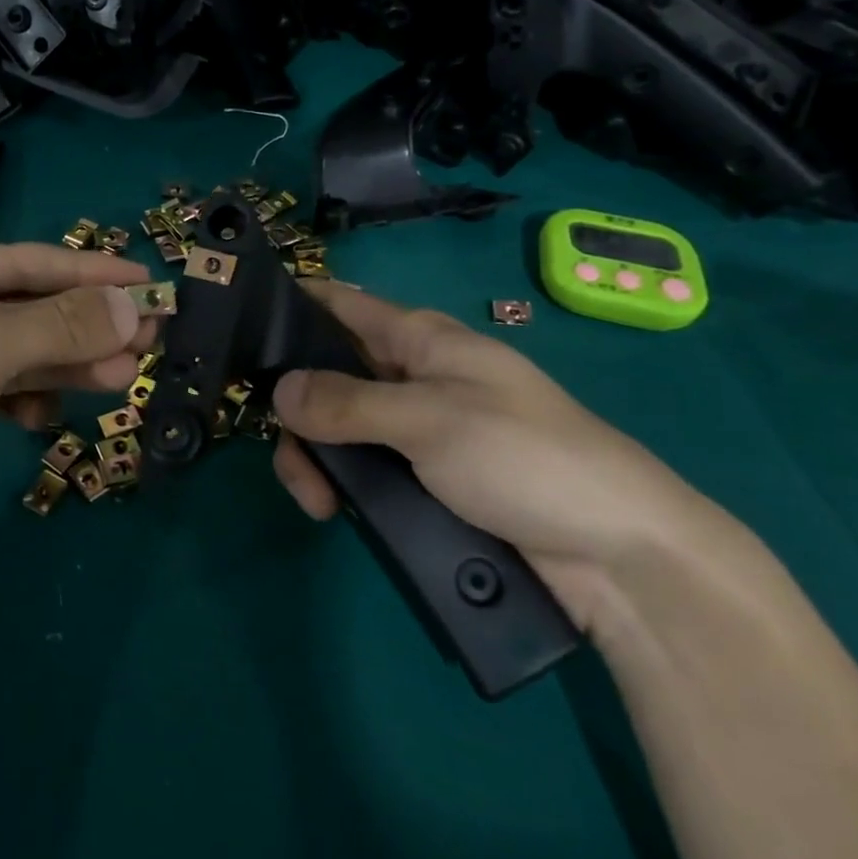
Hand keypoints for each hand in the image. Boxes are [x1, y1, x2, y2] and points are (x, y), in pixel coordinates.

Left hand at [0, 243, 154, 593]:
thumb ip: (57, 326)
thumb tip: (134, 308)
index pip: (26, 262)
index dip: (89, 272)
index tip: (146, 282)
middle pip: (30, 307)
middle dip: (88, 321)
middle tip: (152, 334)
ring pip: (25, 352)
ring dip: (72, 361)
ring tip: (125, 373)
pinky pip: (10, 390)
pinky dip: (37, 395)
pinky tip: (51, 412)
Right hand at [270, 283, 727, 630]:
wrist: (619, 554)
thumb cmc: (525, 458)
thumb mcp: (429, 419)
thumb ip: (347, 403)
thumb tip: (276, 390)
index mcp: (419, 338)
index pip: (339, 304)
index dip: (291, 307)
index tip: (238, 331)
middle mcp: (411, 375)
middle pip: (327, 374)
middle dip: (296, 411)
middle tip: (291, 462)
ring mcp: (417, 428)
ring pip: (340, 426)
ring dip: (316, 457)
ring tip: (319, 503)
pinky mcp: (426, 478)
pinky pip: (365, 466)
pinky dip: (342, 482)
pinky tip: (336, 510)